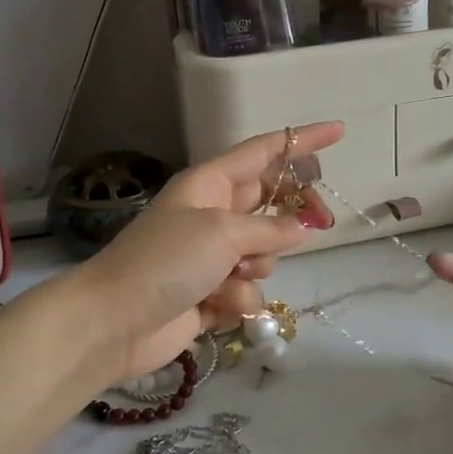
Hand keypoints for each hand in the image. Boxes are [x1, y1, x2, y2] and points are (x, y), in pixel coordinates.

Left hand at [73, 123, 343, 382]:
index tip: (339, 131)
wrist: (113, 322)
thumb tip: (303, 227)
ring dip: (257, 266)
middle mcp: (211, 215)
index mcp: (209, 185)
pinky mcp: (209, 295)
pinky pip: (245, 290)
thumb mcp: (222, 232)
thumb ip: (270, 228)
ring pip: (263, 253)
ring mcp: (210, 257)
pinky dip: (237, 299)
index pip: (264, 152)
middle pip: (269, 204)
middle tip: (322, 222)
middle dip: (293, 215)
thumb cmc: (165, 261)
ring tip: (234, 276)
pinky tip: (216, 308)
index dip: (301, 141)